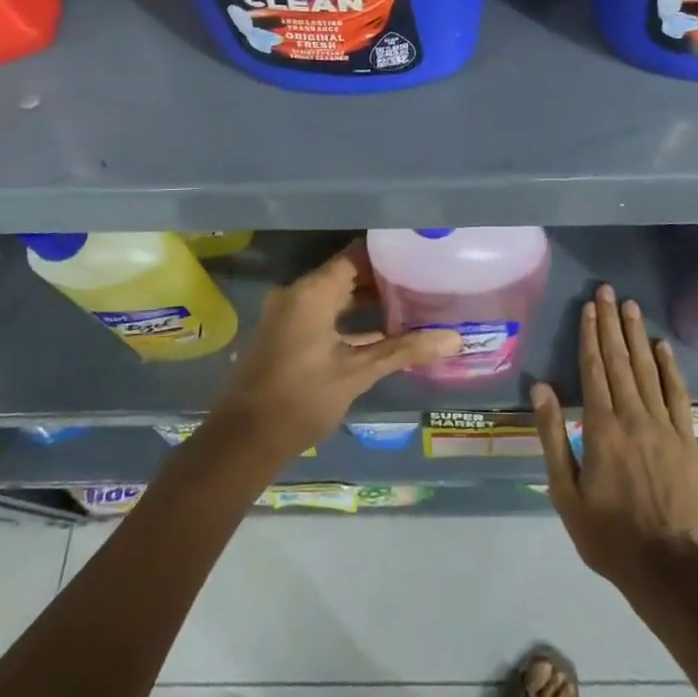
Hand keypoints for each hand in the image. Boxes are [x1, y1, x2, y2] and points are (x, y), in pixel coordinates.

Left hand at [210, 247, 460, 460]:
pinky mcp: (287, 335)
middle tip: (424, 280)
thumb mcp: (357, 373)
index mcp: (312, 292)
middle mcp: (298, 294)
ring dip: (369, 302)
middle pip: (348, 274)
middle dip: (384, 279)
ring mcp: (289, 315)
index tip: (420, 255)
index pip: (356, 256)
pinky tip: (384, 333)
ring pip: (337, 297)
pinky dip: (351, 320)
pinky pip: (325, 315)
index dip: (389, 254)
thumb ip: (404, 351)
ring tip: (412, 304)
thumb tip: (454, 338)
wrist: (242, 442)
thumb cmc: (301, 398)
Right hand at [533, 285, 697, 597]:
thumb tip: (541, 387)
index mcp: (601, 428)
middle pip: (620, 360)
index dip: (589, 335)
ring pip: (648, 370)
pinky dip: (670, 367)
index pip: (593, 369)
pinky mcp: (686, 439)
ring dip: (637, 335)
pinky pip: (677, 394)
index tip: (588, 307)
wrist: (667, 568)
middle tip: (608, 291)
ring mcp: (664, 426)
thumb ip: (553, 436)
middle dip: (611, 323)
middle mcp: (633, 417)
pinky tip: (662, 346)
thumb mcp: (565, 492)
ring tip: (630, 306)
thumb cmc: (607, 534)